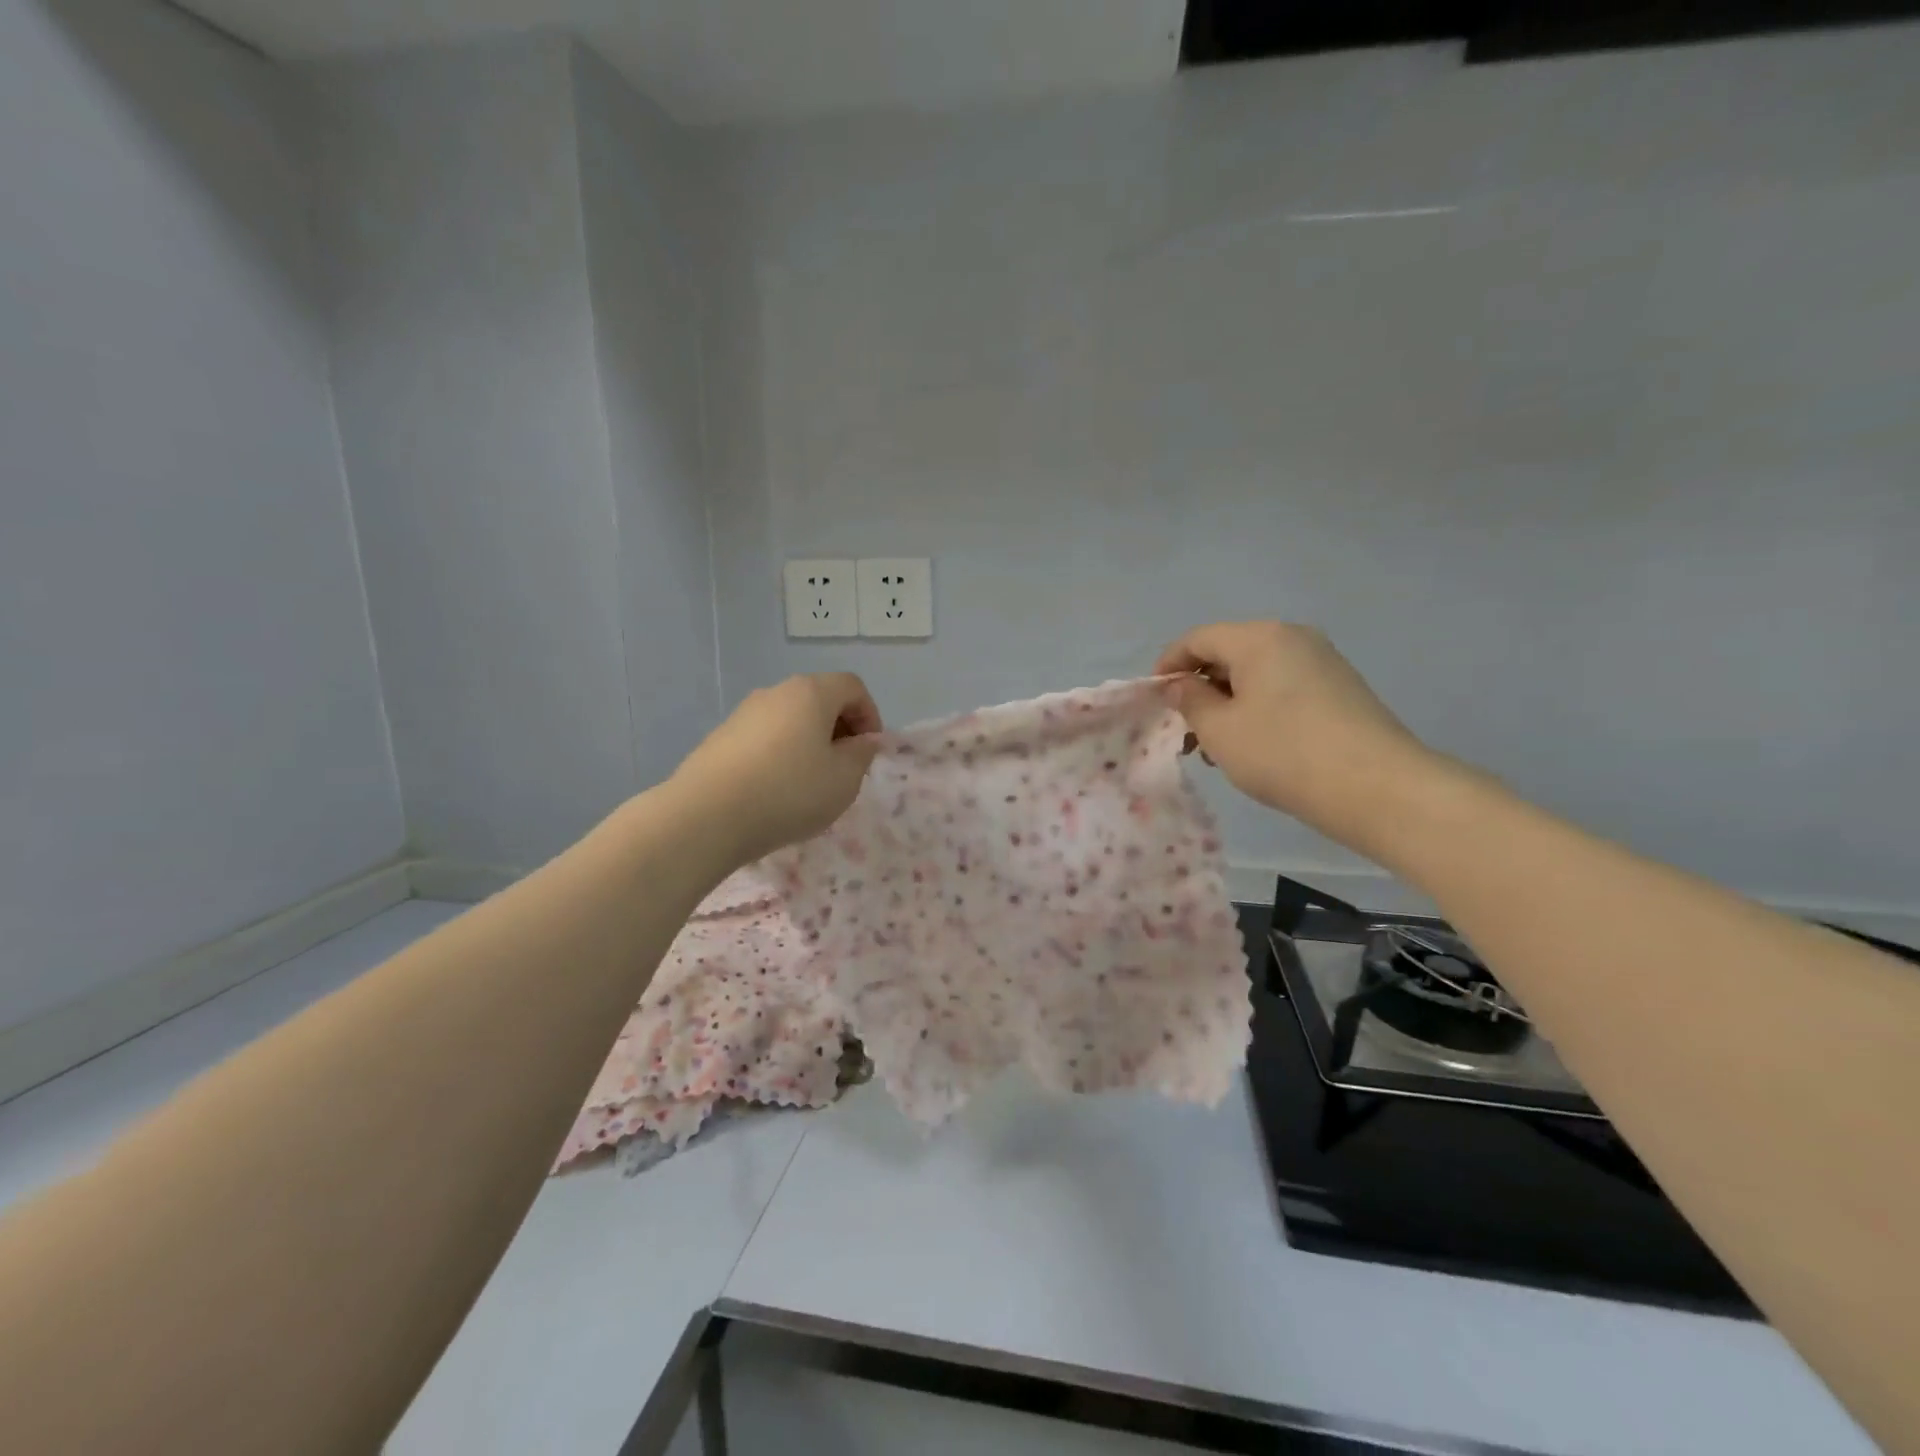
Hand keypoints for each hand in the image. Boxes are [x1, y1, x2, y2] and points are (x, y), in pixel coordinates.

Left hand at [671, 673, 882, 864]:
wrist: (706, 816)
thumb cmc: (789, 792)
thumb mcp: (843, 780)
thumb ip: (862, 755)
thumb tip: (864, 741)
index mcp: (811, 693)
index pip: (852, 686)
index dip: (870, 715)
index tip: (869, 751)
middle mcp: (775, 692)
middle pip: (819, 699)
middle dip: (840, 728)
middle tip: (845, 767)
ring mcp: (743, 713)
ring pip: (790, 719)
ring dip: (809, 743)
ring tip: (810, 783)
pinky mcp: (720, 738)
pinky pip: (764, 738)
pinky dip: (781, 754)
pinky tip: (776, 790)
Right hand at [1155, 622, 1442, 853]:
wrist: (1377, 788)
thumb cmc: (1283, 753)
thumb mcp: (1220, 730)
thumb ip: (1190, 701)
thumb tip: (1181, 685)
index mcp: (1259, 638)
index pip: (1198, 639)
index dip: (1168, 665)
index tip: (1154, 699)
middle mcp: (1293, 637)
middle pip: (1229, 653)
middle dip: (1199, 689)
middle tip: (1185, 731)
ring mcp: (1322, 662)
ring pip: (1256, 674)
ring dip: (1227, 704)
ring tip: (1216, 748)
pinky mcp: (1340, 688)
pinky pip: (1283, 688)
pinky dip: (1257, 709)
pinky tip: (1253, 746)